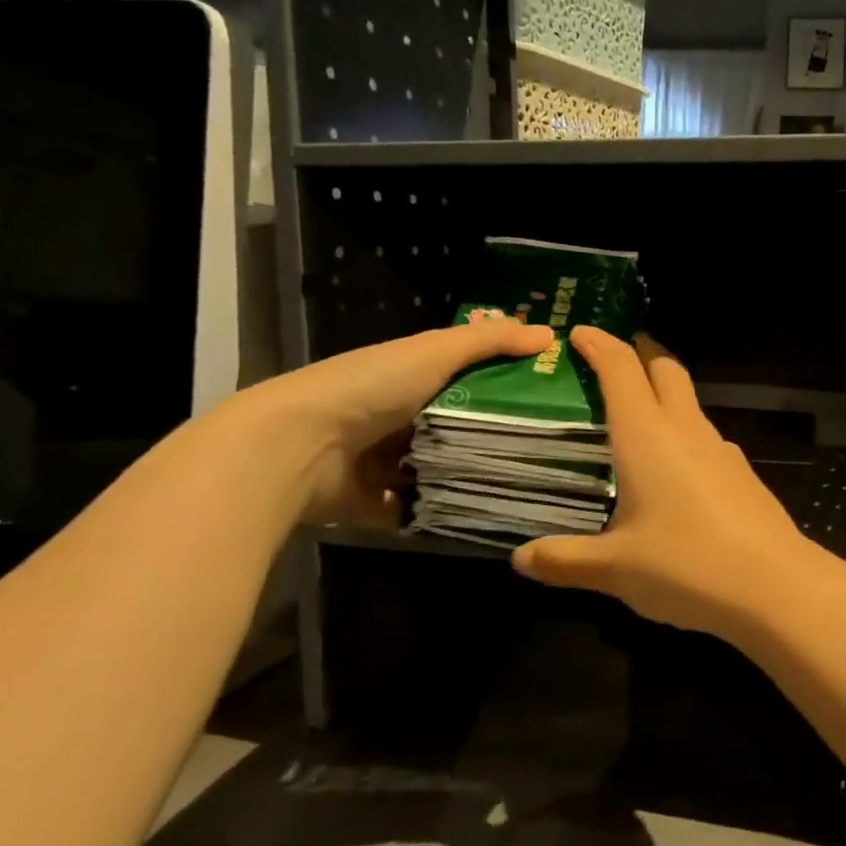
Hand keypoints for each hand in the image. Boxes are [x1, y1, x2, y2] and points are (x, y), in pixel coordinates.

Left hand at [229, 315, 552, 527]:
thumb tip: (550, 334)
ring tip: (528, 481)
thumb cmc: (369, 387)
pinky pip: (422, 507)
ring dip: (473, 474)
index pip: (466, 375)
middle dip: (496, 432)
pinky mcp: (376, 504)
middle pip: (457, 423)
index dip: (505, 379)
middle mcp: (396, 416)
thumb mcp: (435, 352)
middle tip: (549, 443)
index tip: (548, 391)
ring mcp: (384, 462)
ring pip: (442, 467)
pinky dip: (445, 510)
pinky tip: (488, 511)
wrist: (294, 449)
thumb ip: (491, 341)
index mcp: (408, 375)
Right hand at [513, 327, 818, 636]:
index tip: (579, 333)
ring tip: (635, 421)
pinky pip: (705, 437)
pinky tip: (674, 471)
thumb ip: (565, 560)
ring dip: (663, 395)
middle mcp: (686, 429)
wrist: (773, 585)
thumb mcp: (614, 568)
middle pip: (666, 369)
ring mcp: (721, 448)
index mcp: (647, 436)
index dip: (600, 344)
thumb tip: (520, 559)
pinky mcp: (742, 472)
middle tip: (612, 360)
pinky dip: (684, 434)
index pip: (621, 369)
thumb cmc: (685, 566)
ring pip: (689, 402)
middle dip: (640, 353)